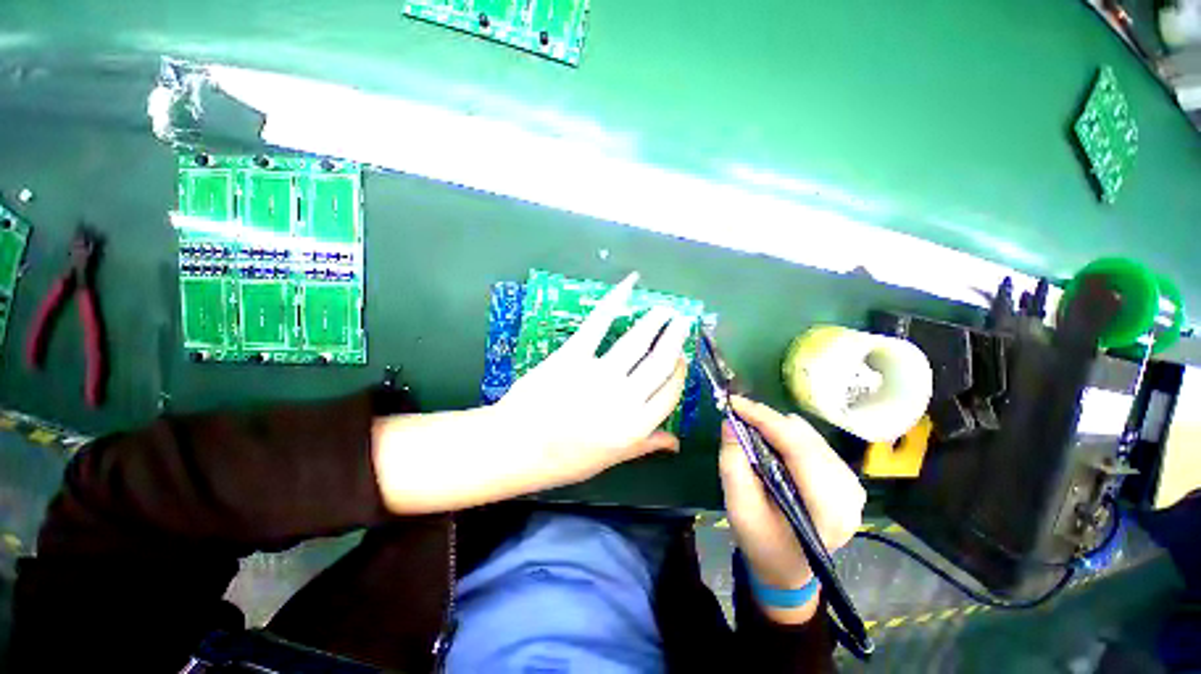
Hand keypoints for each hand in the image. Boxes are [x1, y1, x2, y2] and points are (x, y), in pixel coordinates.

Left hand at [373, 272, 691, 513]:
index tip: (681, 356)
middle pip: (660, 363)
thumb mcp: (609, 460)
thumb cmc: (563, 460)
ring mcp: (599, 375)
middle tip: (682, 320)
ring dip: (655, 321)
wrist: (516, 448)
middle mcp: (624, 399)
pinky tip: (629, 286)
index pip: (670, 393)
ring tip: (665, 309)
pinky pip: (599, 323)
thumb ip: (645, 446)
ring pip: (637, 342)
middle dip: (675, 339)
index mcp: (635, 427)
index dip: (679, 372)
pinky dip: (615, 300)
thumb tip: (676, 443)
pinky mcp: (573, 355)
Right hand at [719, 396, 864, 622]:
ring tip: (752, 433)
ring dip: (777, 429)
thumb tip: (730, 423)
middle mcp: (849, 494)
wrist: (787, 570)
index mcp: (826, 509)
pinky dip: (788, 437)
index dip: (765, 419)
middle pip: (805, 438)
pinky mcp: (846, 480)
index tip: (735, 402)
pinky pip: (814, 443)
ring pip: (810, 436)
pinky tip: (773, 446)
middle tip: (738, 417)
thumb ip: (733, 463)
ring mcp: (852, 486)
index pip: (799, 448)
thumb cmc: (762, 543)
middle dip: (767, 422)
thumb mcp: (739, 507)